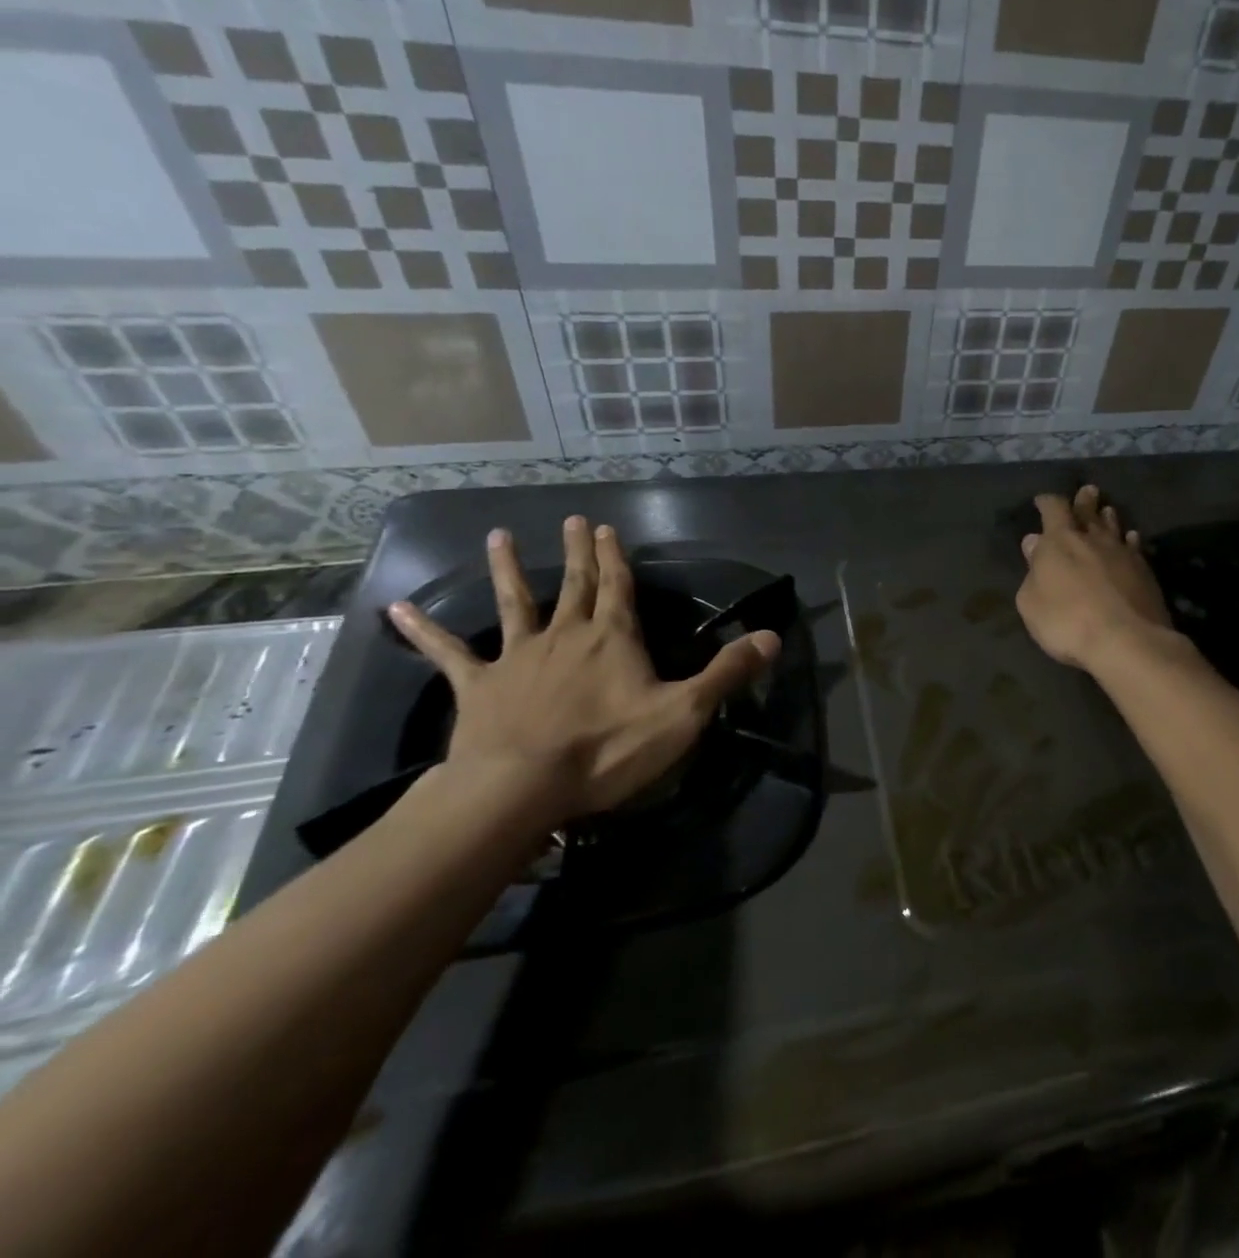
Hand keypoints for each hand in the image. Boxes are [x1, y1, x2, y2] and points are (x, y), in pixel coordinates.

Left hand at [386, 516, 778, 823]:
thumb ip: (726, 673)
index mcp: (612, 639)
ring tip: (499, 537)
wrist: (521, 789)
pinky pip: (448, 654)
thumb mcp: (683, 714)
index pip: (617, 587)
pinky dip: (423, 631)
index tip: (608, 527)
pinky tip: (395, 609)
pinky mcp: (479, 687)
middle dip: (577, 552)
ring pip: (514, 604)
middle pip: (573, 584)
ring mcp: (517, 658)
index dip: (616, 557)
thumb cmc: (607, 750)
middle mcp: (565, 635)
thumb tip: (773, 636)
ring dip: (509, 570)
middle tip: (573, 520)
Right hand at [1015, 485, 1175, 674]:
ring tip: (1107, 510)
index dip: (1047, 502)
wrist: (1126, 641)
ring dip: (1108, 517)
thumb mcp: (1031, 601)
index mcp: (1060, 541)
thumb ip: (1032, 570)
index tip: (1042, 500)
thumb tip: (1035, 542)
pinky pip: (1134, 546)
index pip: (1053, 509)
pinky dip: (1129, 540)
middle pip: (1088, 511)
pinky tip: (1131, 539)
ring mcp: (1122, 553)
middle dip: (1084, 501)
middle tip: (1087, 491)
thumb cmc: (1066, 621)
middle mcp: (1092, 539)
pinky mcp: (1145, 571)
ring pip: (1114, 526)